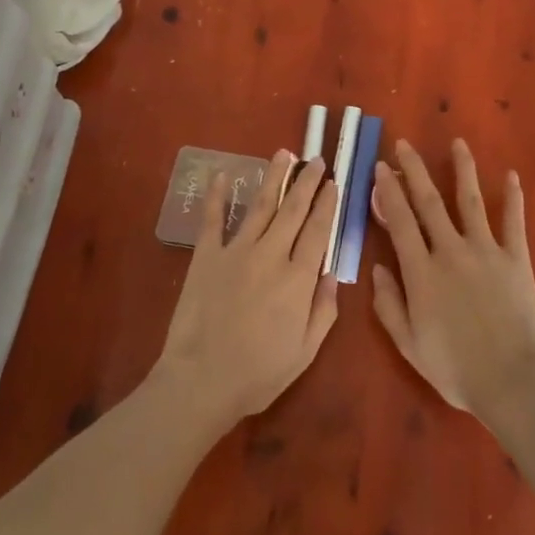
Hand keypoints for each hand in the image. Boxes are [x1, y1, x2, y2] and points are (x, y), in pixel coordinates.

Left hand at [152, 152, 339, 430]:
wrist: (201, 381)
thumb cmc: (258, 374)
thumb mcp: (305, 352)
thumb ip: (324, 311)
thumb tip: (333, 274)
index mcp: (298, 279)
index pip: (319, 231)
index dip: (328, 204)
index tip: (334, 183)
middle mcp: (271, 255)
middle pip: (293, 210)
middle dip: (307, 182)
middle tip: (316, 159)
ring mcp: (237, 251)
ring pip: (260, 205)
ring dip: (274, 177)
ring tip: (283, 153)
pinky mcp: (207, 256)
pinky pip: (213, 219)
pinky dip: (218, 196)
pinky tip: (222, 175)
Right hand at [370, 139, 534, 424]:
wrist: (512, 382)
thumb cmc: (456, 369)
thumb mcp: (409, 345)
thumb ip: (389, 305)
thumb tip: (376, 268)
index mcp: (421, 272)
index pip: (400, 221)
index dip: (388, 192)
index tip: (380, 168)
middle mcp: (450, 250)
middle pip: (429, 202)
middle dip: (414, 170)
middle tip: (404, 144)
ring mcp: (485, 250)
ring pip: (470, 201)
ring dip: (462, 169)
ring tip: (458, 142)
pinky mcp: (516, 258)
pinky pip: (514, 222)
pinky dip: (513, 198)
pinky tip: (512, 175)